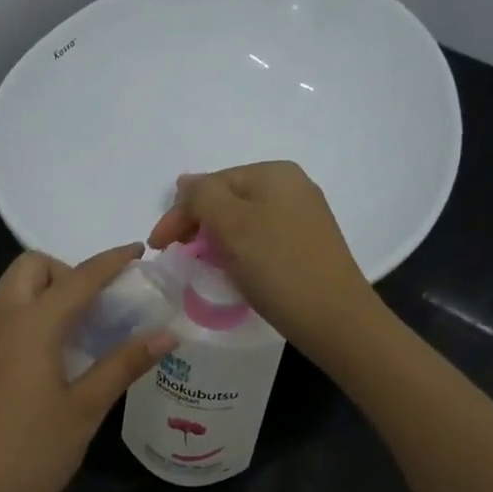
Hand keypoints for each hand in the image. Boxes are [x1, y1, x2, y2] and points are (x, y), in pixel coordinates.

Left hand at [0, 245, 173, 491]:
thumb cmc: (31, 456)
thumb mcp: (85, 410)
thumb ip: (124, 364)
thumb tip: (168, 334)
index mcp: (31, 325)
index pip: (79, 277)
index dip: (112, 261)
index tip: (139, 252)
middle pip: (32, 267)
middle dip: (68, 270)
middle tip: (100, 306)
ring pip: (12, 290)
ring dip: (47, 291)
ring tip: (82, 330)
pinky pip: (2, 316)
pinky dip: (29, 314)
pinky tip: (51, 356)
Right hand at [148, 161, 379, 360]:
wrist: (334, 318)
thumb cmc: (277, 267)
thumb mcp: (230, 224)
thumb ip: (201, 196)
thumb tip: (185, 182)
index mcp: (274, 173)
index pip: (211, 184)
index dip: (179, 213)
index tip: (158, 247)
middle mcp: (292, 187)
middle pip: (228, 199)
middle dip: (198, 224)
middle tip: (177, 255)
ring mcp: (304, 217)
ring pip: (244, 221)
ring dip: (217, 239)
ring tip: (201, 264)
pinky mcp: (309, 246)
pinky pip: (262, 239)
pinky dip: (241, 251)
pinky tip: (234, 271)